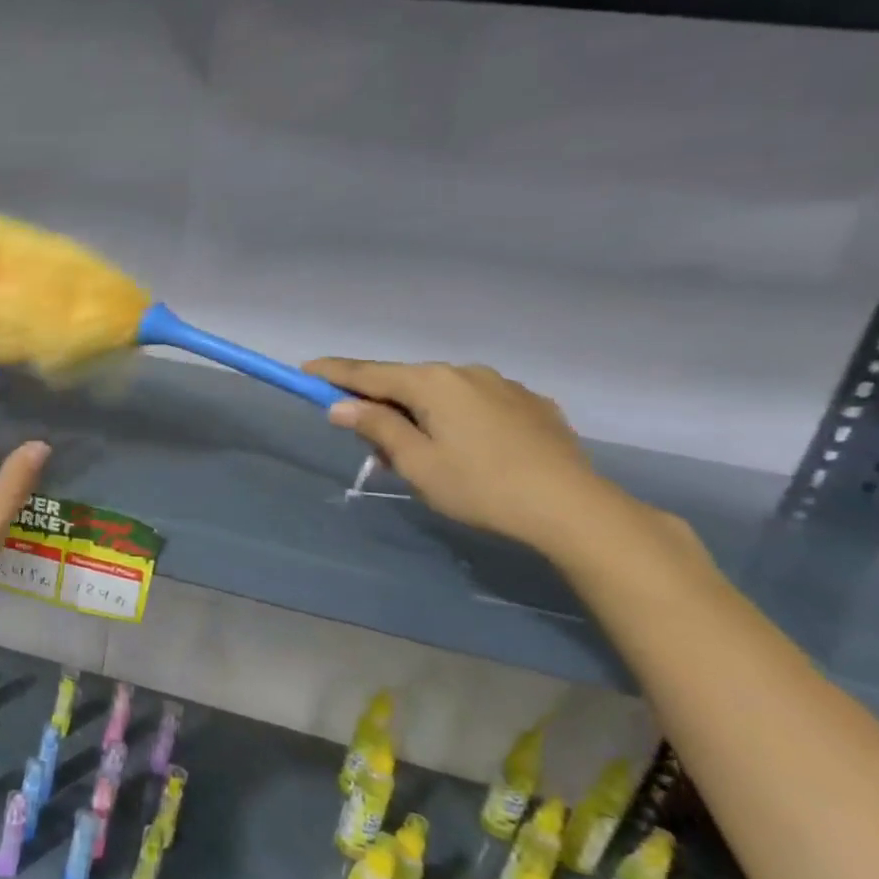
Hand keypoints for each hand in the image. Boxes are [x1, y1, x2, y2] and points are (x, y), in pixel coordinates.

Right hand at [304, 357, 623, 552]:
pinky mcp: (531, 405)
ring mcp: (503, 385)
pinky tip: (465, 448)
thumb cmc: (480, 487)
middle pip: (405, 381)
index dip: (333, 373)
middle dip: (379, 403)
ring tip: (419, 452)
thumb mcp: (416, 462)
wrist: (573, 508)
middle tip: (365, 439)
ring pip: (442, 392)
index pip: (368, 373)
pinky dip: (455, 417)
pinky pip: (475, 403)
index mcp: (432, 383)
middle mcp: (466, 372)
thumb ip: (377, 427)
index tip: (305, 369)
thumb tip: (341, 406)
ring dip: (418, 412)